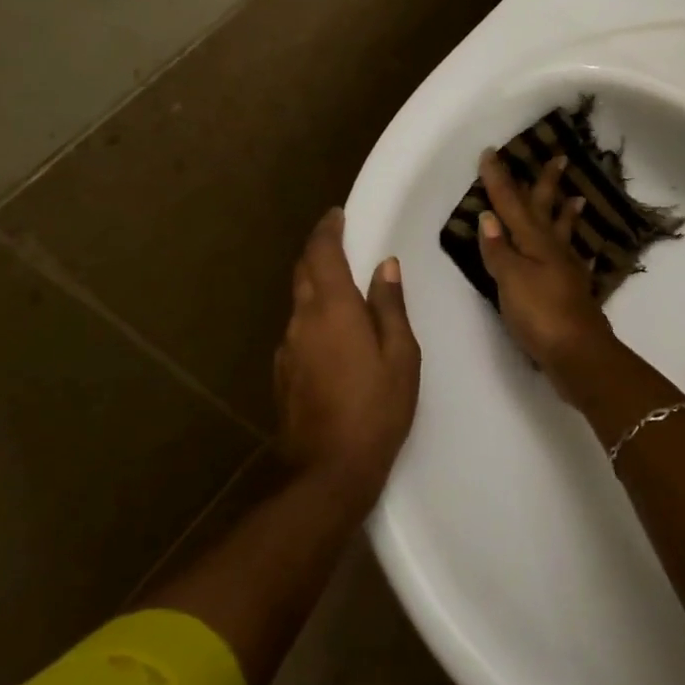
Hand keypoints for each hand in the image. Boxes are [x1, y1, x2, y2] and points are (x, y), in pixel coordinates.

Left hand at [273, 209, 419, 505]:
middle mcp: (302, 320)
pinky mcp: (283, 373)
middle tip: (338, 242)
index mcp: (332, 309)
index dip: (328, 230)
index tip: (336, 215)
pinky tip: (332, 335)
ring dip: (315, 285)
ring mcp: (287, 348)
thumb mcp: (400, 355)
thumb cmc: (376, 408)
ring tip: (341, 287)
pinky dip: (313, 316)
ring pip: (299, 302)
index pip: (322, 253)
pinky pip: (298, 330)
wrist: (329, 469)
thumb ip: (390, 306)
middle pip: (303, 272)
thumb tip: (385, 267)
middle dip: (318, 251)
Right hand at [477, 148, 618, 399]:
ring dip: (565, 213)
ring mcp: (566, 270)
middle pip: (545, 210)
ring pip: (563, 233)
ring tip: (576, 196)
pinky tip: (580, 253)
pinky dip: (574, 251)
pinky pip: (572, 260)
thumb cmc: (540, 314)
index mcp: (535, 242)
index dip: (499, 179)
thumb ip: (499, 250)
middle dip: (546, 184)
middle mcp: (553, 250)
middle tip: (559, 157)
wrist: (578, 354)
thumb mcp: (511, 280)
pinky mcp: (572, 291)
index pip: (511, 204)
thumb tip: (488, 217)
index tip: (491, 153)